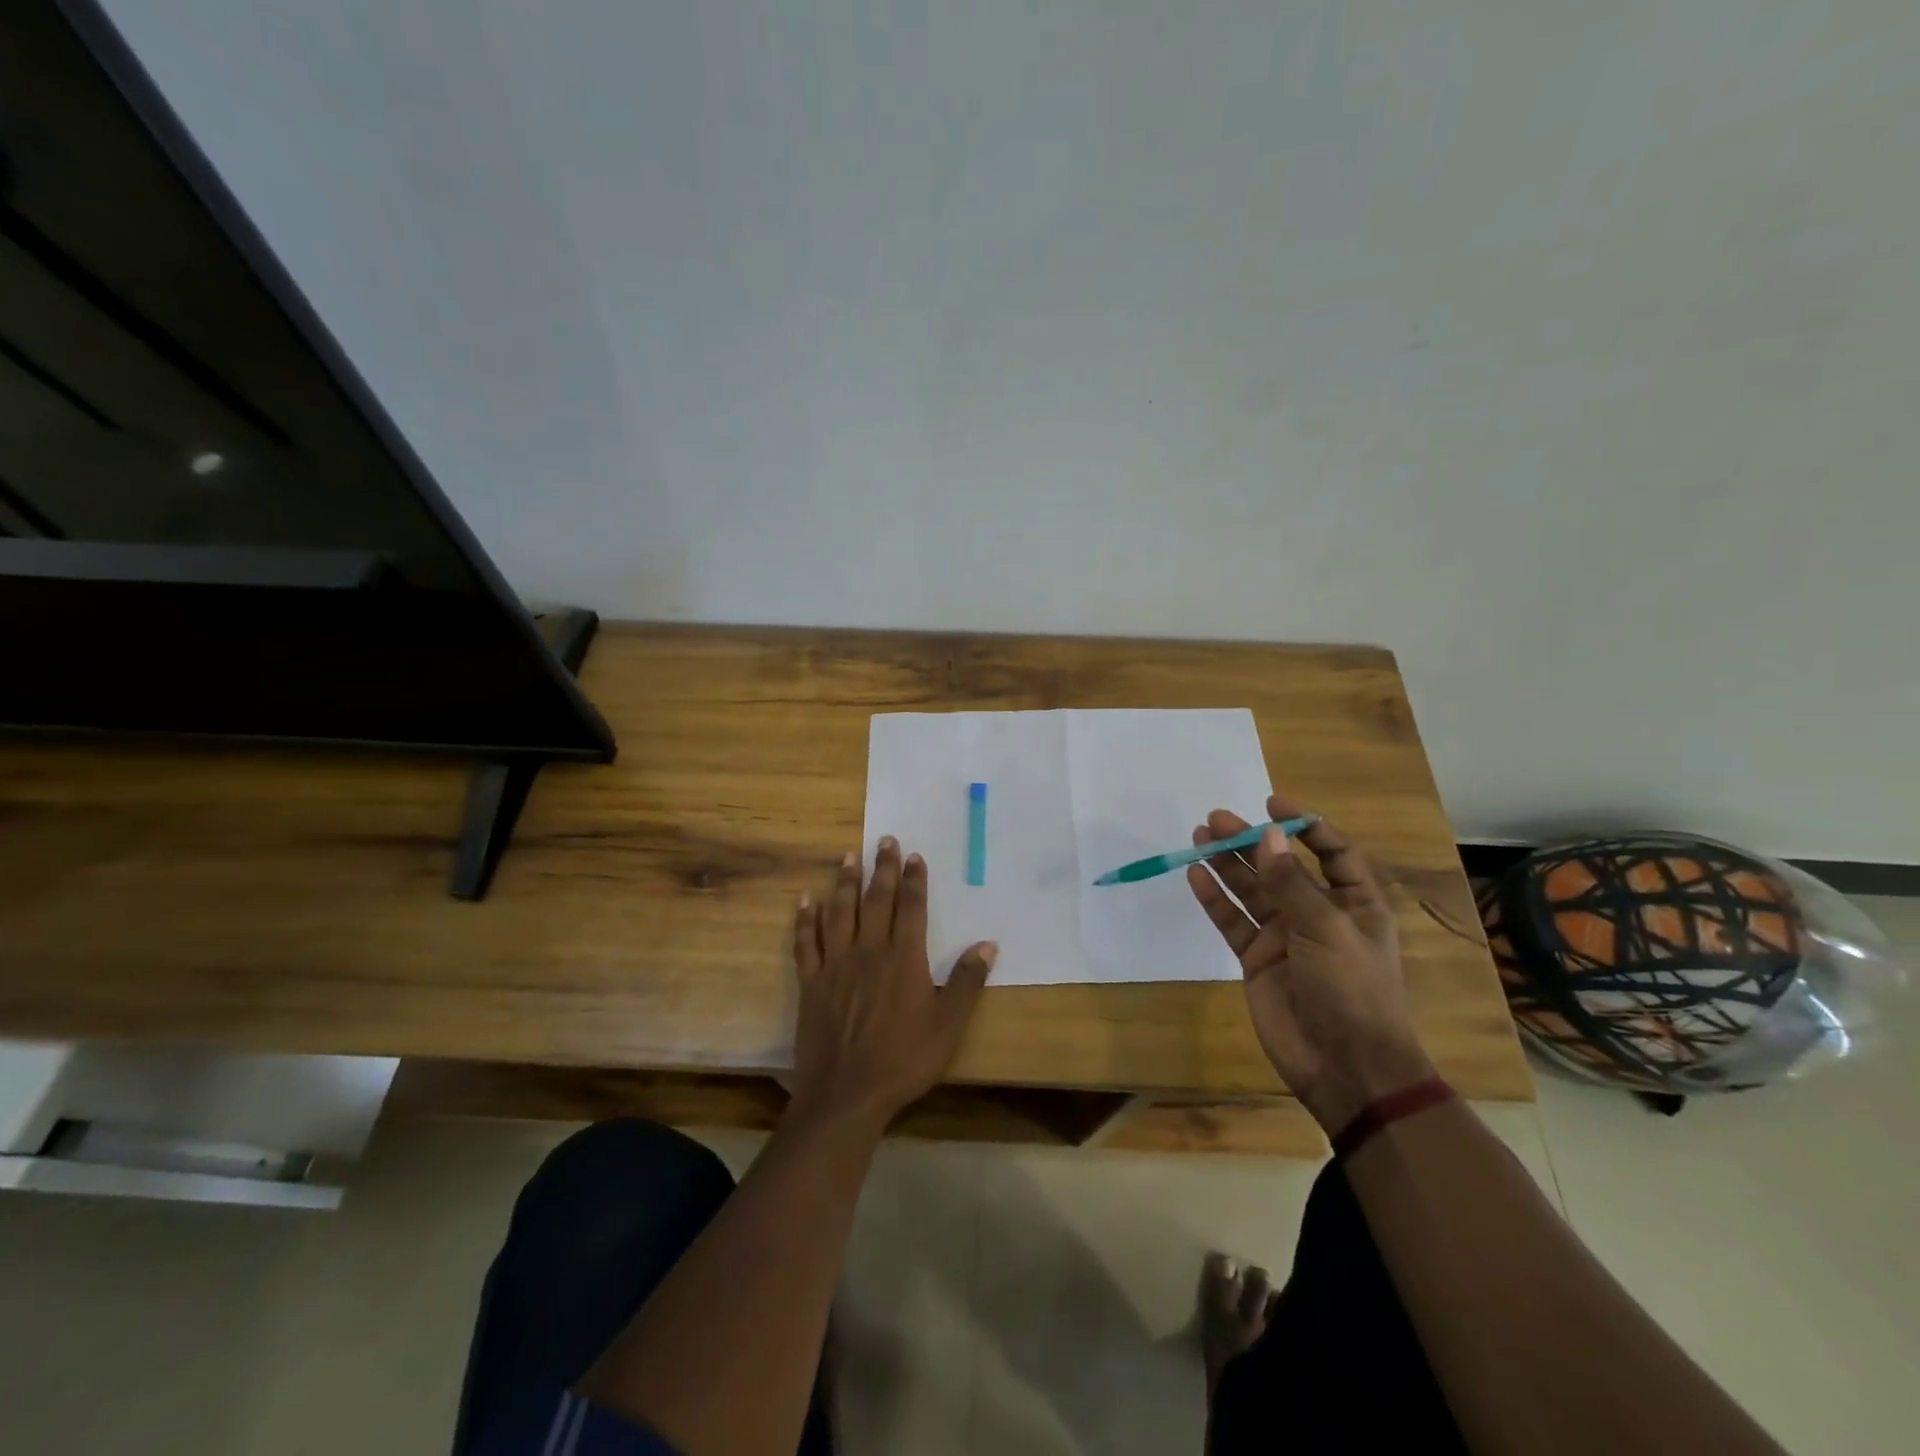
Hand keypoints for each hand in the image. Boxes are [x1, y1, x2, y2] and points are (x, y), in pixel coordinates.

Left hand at [789, 837, 996, 1133]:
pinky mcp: (811, 983)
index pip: (911, 908)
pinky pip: (806, 943)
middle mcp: (869, 952)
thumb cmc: (903, 1061)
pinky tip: (804, 900)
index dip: (913, 880)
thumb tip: (987, 944)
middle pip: (876, 901)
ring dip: (843, 883)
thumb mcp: (948, 1026)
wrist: (847, 1095)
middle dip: (881, 868)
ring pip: (839, 913)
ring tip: (847, 856)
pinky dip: (805, 920)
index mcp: (903, 959)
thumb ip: (967, 983)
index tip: (914, 855)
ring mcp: (835, 965)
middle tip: (884, 840)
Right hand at [1186, 797, 1434, 1133]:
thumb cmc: (1352, 990)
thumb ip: (1291, 883)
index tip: (1272, 804)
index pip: (1331, 852)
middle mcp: (1317, 914)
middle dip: (1250, 842)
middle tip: (1216, 819)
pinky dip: (1214, 899)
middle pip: (1279, 867)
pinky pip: (1232, 921)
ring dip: (1227, 864)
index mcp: (1354, 903)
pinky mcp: (1256, 959)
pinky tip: (1195, 876)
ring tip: (1199, 836)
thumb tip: (1268, 836)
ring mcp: (1284, 936)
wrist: (1345, 1066)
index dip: (1304, 826)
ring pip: (1250, 890)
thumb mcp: (1327, 929)